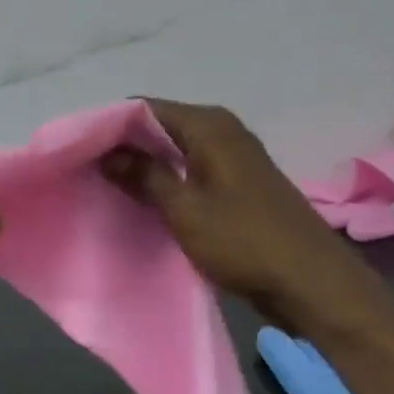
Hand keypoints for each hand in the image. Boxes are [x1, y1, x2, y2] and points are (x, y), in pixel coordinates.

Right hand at [101, 99, 393, 340]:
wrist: (315, 285)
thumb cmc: (245, 241)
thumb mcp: (184, 209)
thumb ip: (143, 175)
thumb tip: (106, 152)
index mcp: (209, 125)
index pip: (143, 108)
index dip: (109, 126)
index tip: (78, 149)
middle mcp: (222, 130)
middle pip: (159, 127)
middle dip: (124, 147)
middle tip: (86, 170)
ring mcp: (233, 157)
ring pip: (174, 151)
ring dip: (144, 167)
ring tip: (106, 187)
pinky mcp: (238, 184)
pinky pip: (190, 170)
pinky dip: (166, 181)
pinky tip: (143, 201)